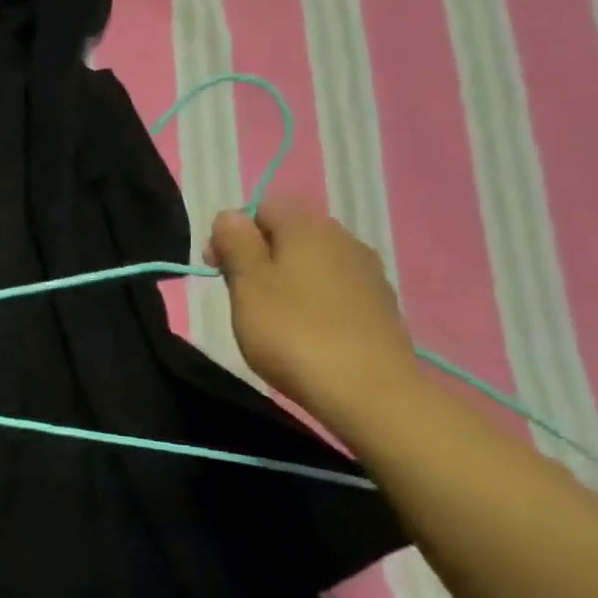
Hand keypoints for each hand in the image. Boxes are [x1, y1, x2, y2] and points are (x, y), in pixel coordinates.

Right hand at [208, 197, 418, 419]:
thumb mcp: (247, 284)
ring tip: (269, 317)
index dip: (234, 232)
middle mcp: (343, 239)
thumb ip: (236, 242)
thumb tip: (231, 215)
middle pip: (290, 233)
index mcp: (308, 227)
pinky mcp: (380, 306)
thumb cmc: (292, 331)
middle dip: (259, 256)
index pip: (264, 207)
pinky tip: (304, 331)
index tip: (218, 268)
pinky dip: (313, 300)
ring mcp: (367, 273)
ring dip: (286, 279)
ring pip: (313, 262)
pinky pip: (334, 288)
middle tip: (239, 296)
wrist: (368, 390)